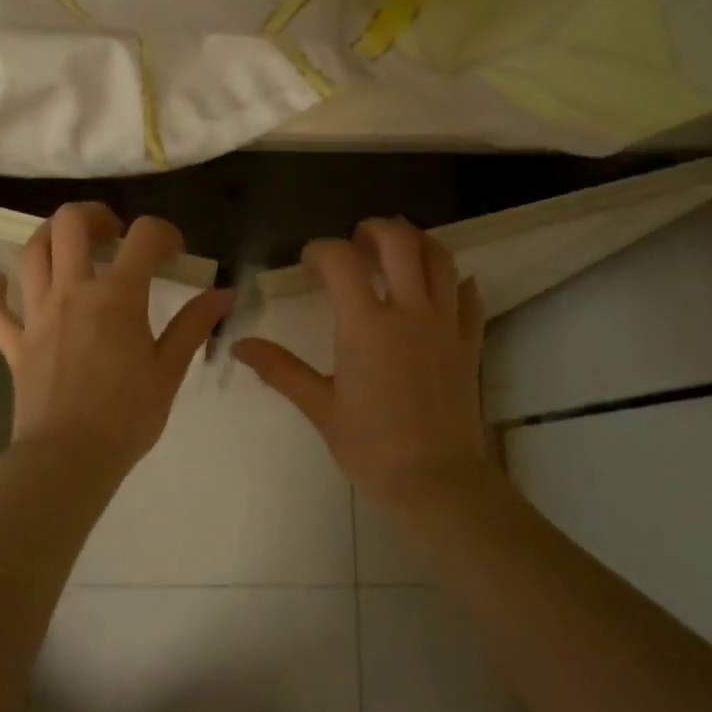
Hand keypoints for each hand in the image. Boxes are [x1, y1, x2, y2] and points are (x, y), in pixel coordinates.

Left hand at [0, 203, 233, 479]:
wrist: (68, 459)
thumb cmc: (127, 415)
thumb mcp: (169, 369)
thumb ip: (195, 324)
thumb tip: (225, 293)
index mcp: (116, 296)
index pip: (143, 237)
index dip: (164, 233)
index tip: (174, 253)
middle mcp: (72, 292)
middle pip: (70, 224)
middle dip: (94, 215)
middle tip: (113, 234)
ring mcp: (37, 315)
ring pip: (31, 253)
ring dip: (49, 237)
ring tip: (70, 247)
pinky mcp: (14, 343)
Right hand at [233, 218, 487, 512]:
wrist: (437, 481)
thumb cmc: (371, 447)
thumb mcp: (320, 407)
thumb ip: (281, 370)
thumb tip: (240, 346)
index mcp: (367, 326)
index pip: (341, 261)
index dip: (320, 250)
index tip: (309, 261)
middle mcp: (410, 312)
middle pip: (400, 242)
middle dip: (375, 229)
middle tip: (359, 239)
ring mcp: (446, 324)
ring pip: (441, 259)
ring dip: (418, 242)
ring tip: (399, 250)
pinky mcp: (470, 343)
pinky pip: (470, 297)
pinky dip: (456, 282)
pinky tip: (444, 287)